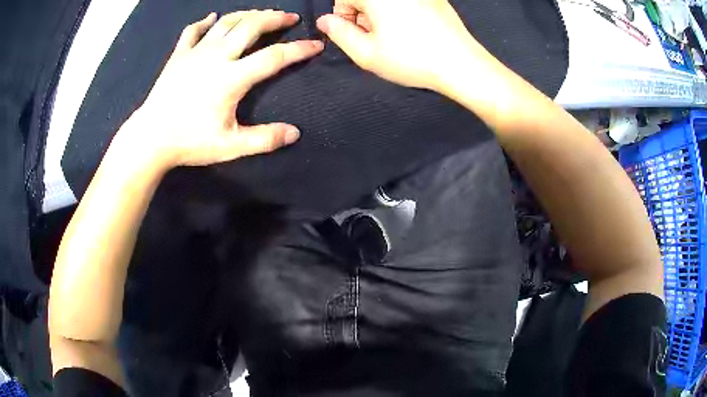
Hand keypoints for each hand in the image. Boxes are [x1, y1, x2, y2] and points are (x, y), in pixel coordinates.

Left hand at [123, 11, 323, 168]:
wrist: (150, 138)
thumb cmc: (189, 142)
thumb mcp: (230, 147)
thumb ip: (264, 139)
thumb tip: (295, 133)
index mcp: (232, 78)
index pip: (274, 57)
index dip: (299, 49)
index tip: (316, 44)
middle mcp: (216, 57)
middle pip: (251, 27)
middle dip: (274, 18)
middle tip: (289, 17)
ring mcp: (195, 53)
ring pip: (226, 23)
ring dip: (247, 14)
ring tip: (260, 14)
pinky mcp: (178, 55)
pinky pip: (193, 31)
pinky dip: (204, 22)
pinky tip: (212, 18)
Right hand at [316, 0, 482, 90]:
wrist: (461, 63)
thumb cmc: (412, 59)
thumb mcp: (366, 53)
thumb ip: (339, 33)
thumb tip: (326, 21)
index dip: (344, 17)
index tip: (355, 35)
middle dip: (363, 15)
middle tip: (375, 39)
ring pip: (386, 0)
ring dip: (381, 14)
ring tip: (394, 37)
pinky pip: (406, 2)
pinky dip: (400, 11)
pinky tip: (411, 30)